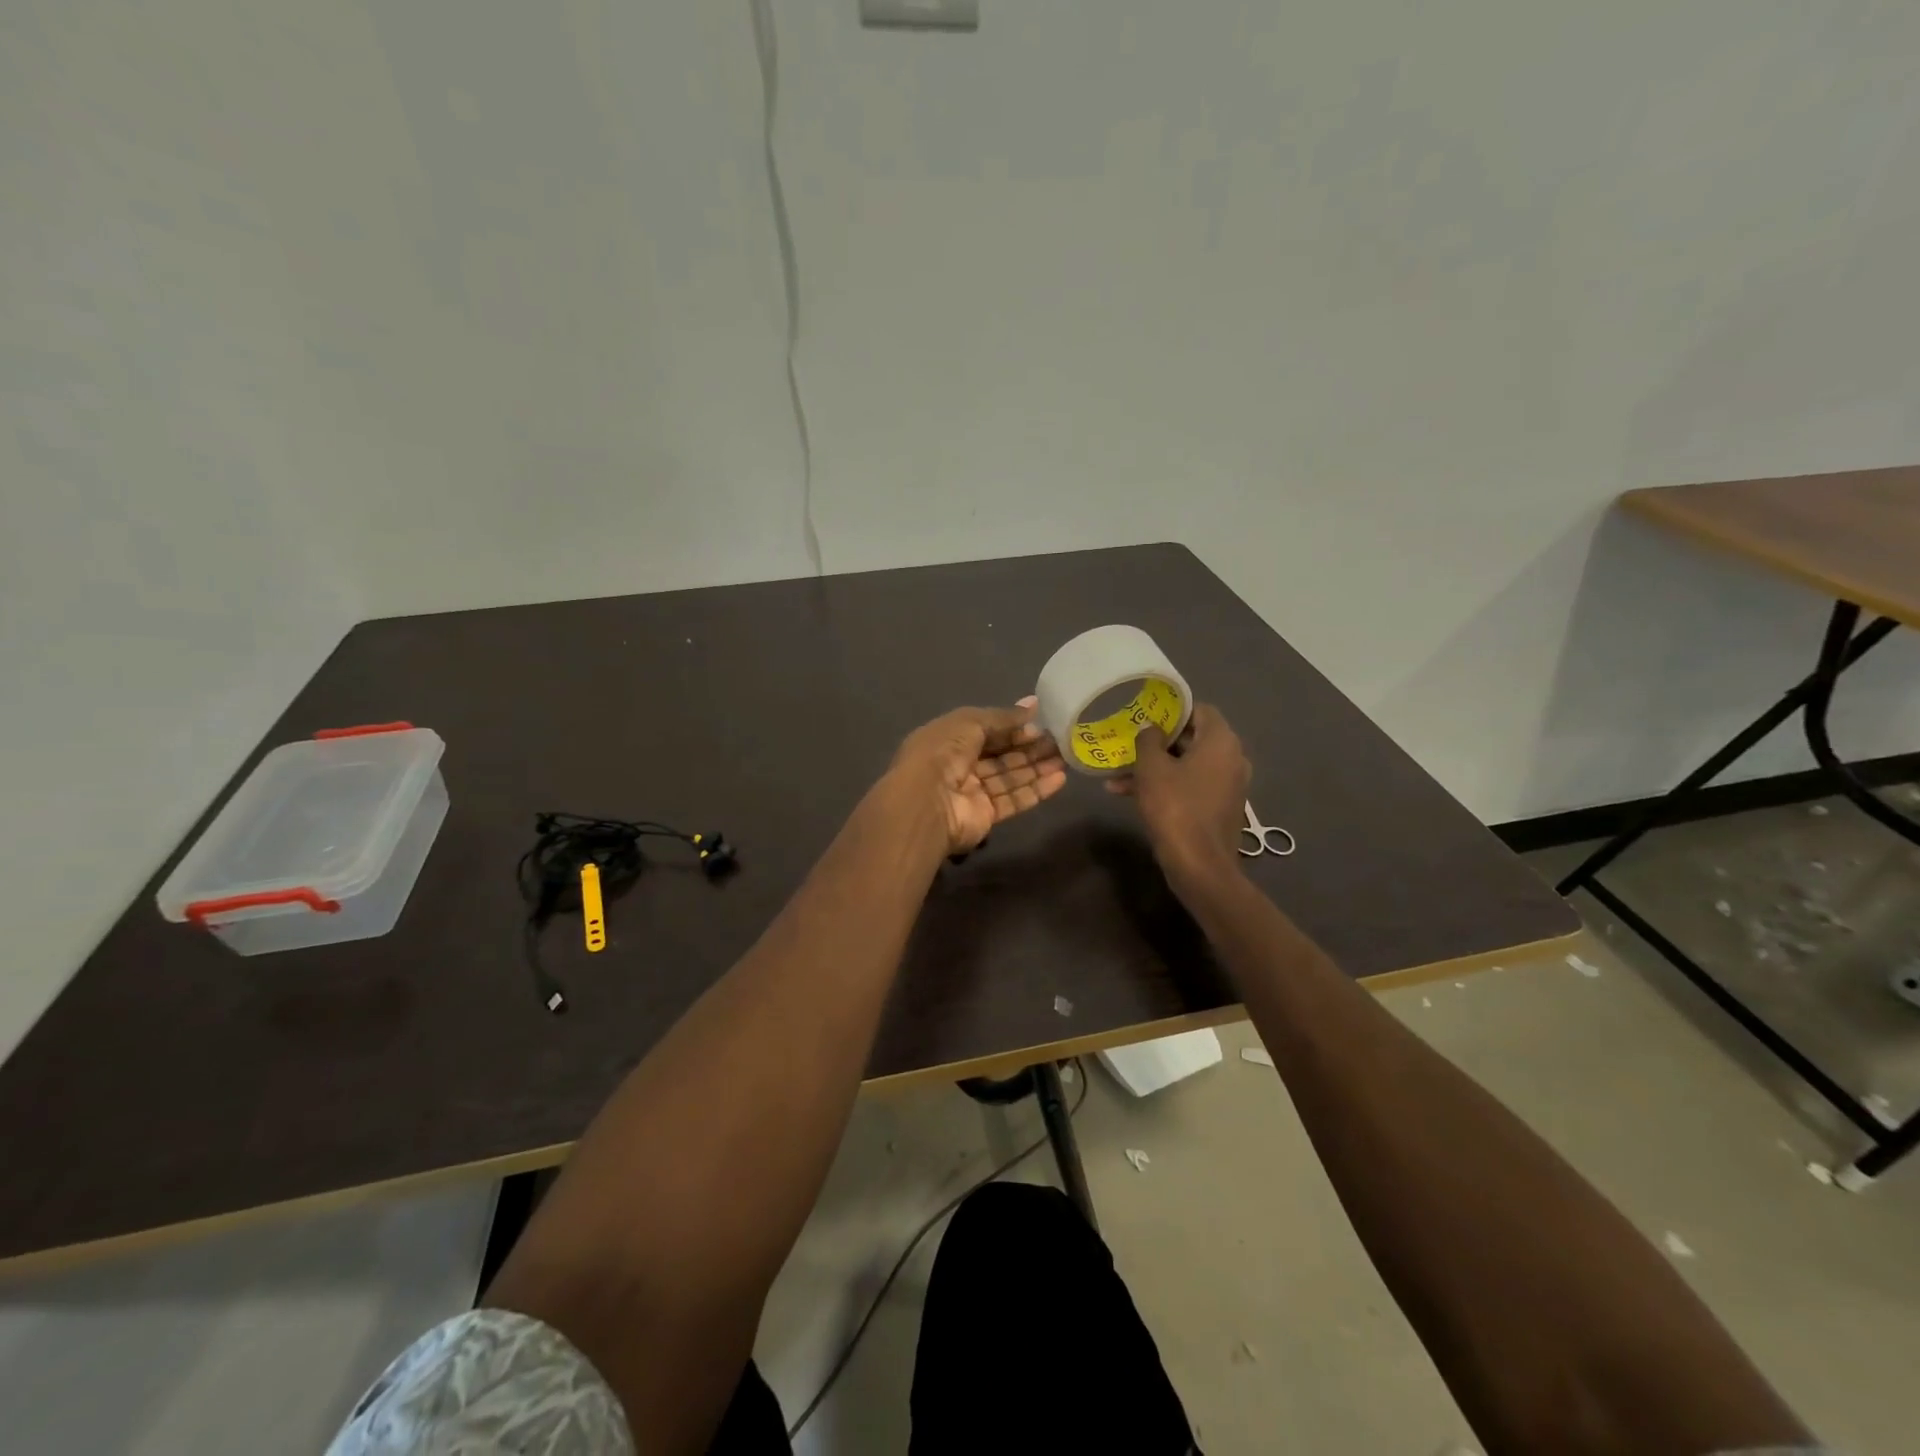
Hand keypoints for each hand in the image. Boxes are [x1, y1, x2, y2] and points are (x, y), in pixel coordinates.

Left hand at [889, 696, 1067, 853]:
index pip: (986, 730)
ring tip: (1066, 757)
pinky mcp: (985, 816)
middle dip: (1029, 747)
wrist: (926, 803)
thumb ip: (1003, 716)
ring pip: (1010, 777)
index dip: (1013, 727)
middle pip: (1001, 755)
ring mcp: (972, 792)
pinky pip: (1013, 800)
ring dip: (1037, 767)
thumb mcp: (970, 722)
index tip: (1041, 722)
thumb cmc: (943, 752)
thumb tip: (1033, 704)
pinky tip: (1059, 779)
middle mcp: (959, 765)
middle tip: (1060, 740)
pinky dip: (1036, 790)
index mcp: (949, 739)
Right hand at [1108, 703, 1249, 885]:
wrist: (1199, 866)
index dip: (1172, 710)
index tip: (1145, 715)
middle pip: (1192, 738)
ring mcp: (1228, 785)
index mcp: (1221, 741)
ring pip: (1186, 765)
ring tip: (1118, 776)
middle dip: (1157, 742)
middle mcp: (1231, 758)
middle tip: (1128, 743)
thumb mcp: (1151, 768)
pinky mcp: (1219, 807)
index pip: (1199, 709)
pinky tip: (1129, 795)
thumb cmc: (1175, 808)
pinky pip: (1190, 786)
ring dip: (1155, 767)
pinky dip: (1166, 786)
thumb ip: (1149, 740)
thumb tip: (1151, 729)